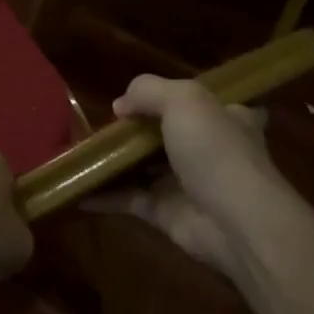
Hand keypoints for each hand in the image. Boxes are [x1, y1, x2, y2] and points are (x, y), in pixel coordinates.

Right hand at [91, 76, 292, 272]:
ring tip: (80, 151)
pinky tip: (77, 187)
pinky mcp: (166, 213)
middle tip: (101, 124)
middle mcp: (208, 149)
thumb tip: (120, 106)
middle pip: (167, 134)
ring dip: (115, 162)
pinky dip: (104, 195)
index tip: (143, 97)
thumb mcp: (184, 99)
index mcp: (225, 117)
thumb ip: (148, 91)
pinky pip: (128, 199)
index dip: (176, 98)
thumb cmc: (216, 150)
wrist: (237, 222)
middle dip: (136, 130)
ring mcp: (186, 183)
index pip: (203, 102)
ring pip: (144, 167)